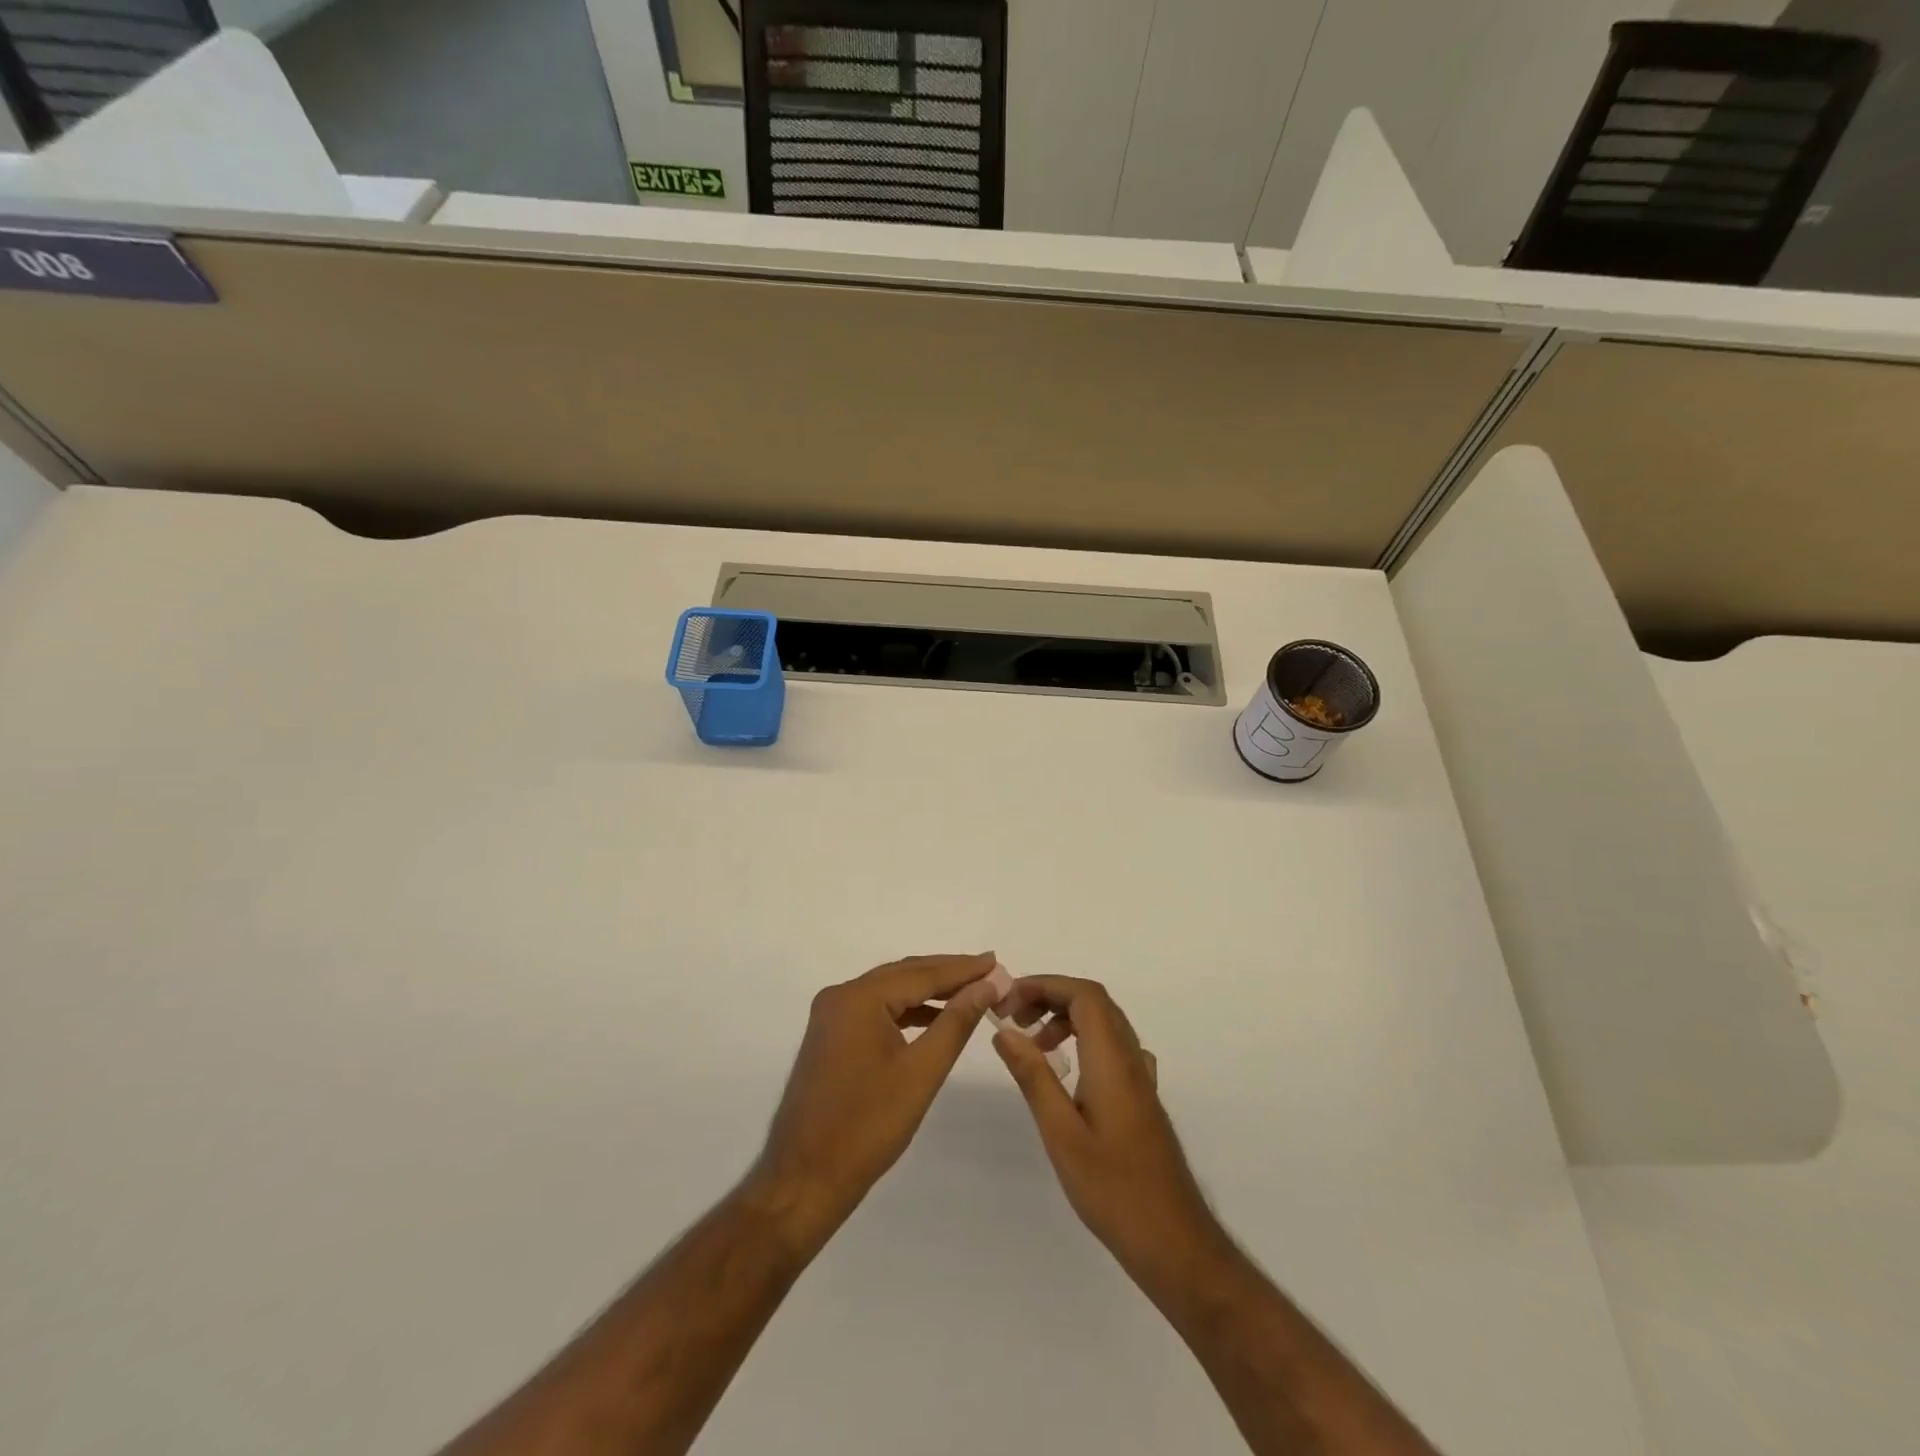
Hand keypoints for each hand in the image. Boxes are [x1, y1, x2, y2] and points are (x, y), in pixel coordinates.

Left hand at [751, 952, 1003, 1252]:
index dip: (962, 969)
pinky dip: (907, 1010)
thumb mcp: (922, 1072)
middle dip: (948, 973)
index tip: (996, 962)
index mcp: (858, 998)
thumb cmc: (867, 1127)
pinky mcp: (831, 1036)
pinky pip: (876, 1010)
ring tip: (970, 992)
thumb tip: (986, 985)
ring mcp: (831, 1016)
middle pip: (904, 975)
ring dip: (929, 991)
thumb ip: (956, 1022)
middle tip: (989, 971)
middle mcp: (841, 996)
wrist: (805, 1179)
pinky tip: (933, 1019)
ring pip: (890, 991)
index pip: (921, 974)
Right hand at [993, 976, 1229, 1289]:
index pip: (1084, 995)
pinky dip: (1082, 1042)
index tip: (1009, 999)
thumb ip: (1033, 1076)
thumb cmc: (1113, 1189)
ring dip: (1066, 1019)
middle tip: (1014, 1018)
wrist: (1173, 1242)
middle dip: (1051, 998)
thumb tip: (1004, 1030)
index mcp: (1112, 1060)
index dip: (1046, 985)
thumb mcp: (1061, 1133)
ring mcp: (1141, 1079)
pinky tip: (1066, 1073)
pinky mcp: (1142, 1099)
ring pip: (1105, 1025)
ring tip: (1032, 1045)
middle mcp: (1131, 1059)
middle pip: (1095, 1003)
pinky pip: (1112, 1048)